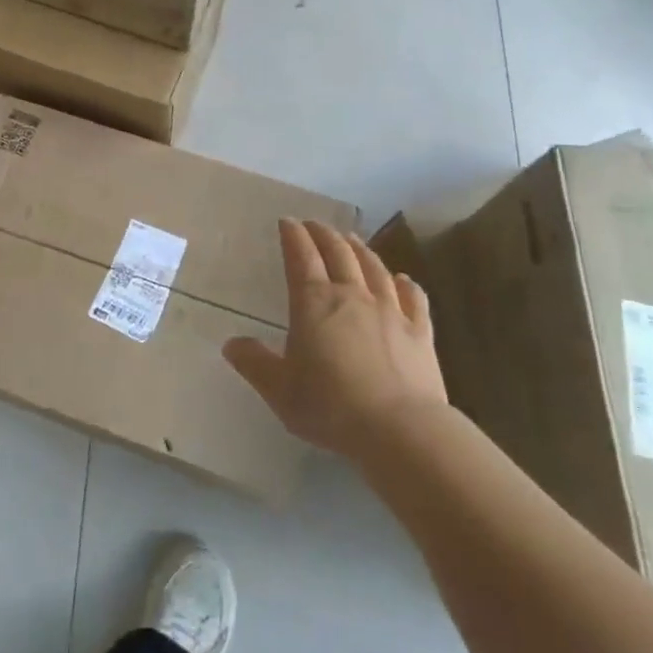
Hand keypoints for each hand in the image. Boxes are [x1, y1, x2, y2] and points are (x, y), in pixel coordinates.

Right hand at [224, 219, 446, 459]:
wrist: (400, 430)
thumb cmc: (330, 406)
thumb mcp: (279, 389)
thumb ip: (254, 363)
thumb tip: (231, 344)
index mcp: (314, 302)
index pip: (301, 256)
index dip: (293, 236)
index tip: (287, 222)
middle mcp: (352, 295)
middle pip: (338, 253)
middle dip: (324, 234)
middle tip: (314, 224)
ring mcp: (391, 311)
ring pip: (374, 268)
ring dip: (360, 249)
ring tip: (351, 239)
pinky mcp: (420, 332)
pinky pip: (413, 298)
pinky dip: (406, 284)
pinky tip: (403, 279)